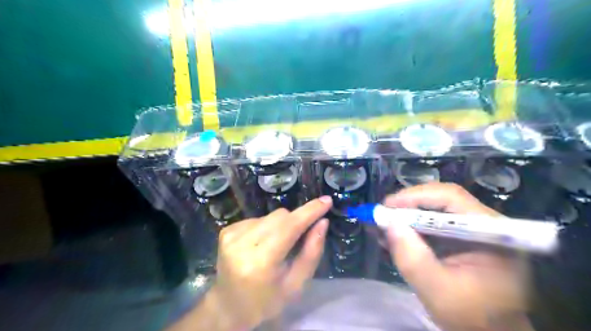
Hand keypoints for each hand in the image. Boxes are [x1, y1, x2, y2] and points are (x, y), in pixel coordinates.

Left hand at [206, 198, 329, 329]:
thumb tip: (322, 222)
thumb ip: (312, 252)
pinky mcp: (227, 230)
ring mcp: (231, 235)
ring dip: (281, 226)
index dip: (310, 212)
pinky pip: (258, 218)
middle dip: (296, 222)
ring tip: (277, 247)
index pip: (290, 227)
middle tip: (300, 238)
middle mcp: (242, 243)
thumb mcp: (296, 284)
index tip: (326, 201)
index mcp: (261, 262)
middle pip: (281, 216)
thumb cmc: (267, 300)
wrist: (229, 305)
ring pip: (270, 215)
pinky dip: (267, 227)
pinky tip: (262, 245)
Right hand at [384, 184, 530, 330]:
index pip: (451, 198)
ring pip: (434, 209)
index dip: (415, 197)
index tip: (386, 207)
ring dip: (406, 216)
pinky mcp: (462, 237)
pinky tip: (394, 236)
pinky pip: (433, 223)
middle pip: (441, 200)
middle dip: (408, 206)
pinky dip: (411, 227)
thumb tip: (388, 223)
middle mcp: (485, 223)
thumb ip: (412, 257)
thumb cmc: (472, 317)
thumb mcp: (437, 291)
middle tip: (382, 215)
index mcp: (491, 232)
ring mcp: (473, 229)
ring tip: (383, 227)